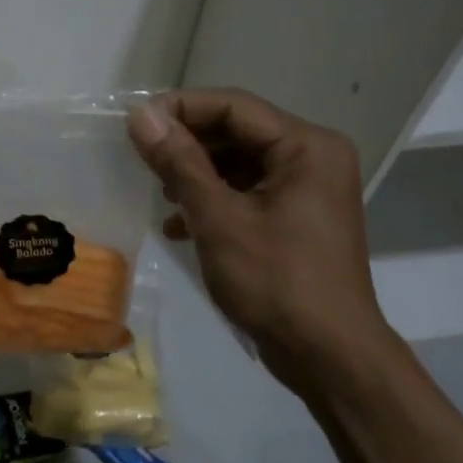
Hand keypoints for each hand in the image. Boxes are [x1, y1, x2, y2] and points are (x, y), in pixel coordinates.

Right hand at [127, 88, 396, 394]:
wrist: (328, 356)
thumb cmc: (275, 282)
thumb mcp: (219, 219)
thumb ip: (179, 163)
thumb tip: (140, 116)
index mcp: (307, 147)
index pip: (235, 106)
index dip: (181, 108)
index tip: (134, 123)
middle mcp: (313, 158)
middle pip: (238, 133)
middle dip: (188, 144)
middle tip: (142, 159)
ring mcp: (308, 190)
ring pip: (240, 164)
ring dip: (197, 175)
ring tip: (160, 194)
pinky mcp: (297, 219)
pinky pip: (249, 193)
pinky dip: (214, 201)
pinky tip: (180, 225)